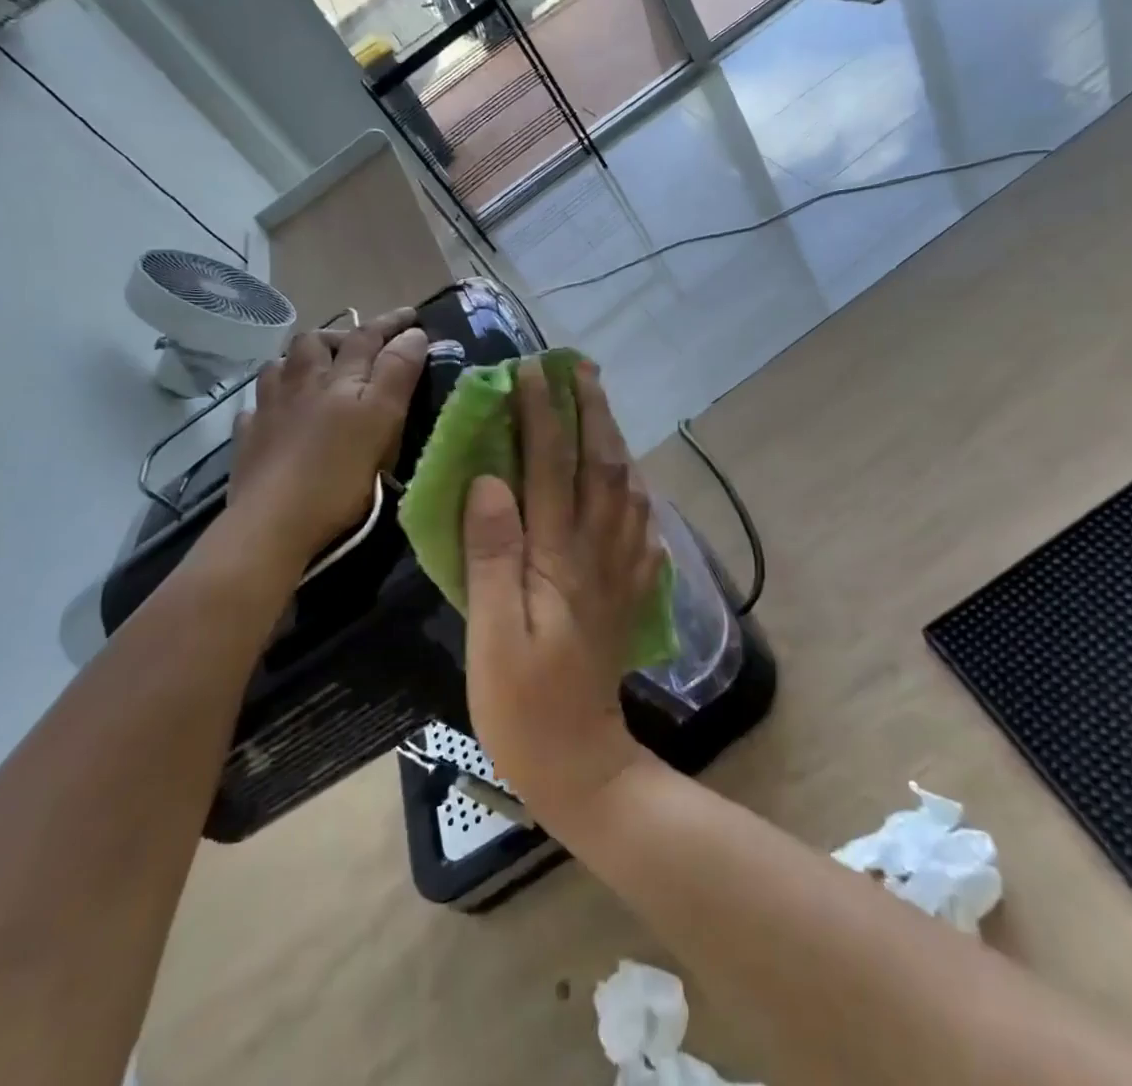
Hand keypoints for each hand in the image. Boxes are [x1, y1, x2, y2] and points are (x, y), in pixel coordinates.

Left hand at [221, 308, 427, 581]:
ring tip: (314, 371)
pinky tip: (276, 413)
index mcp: (338, 379)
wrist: (273, 524)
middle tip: (358, 344)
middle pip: (314, 343)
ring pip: (279, 368)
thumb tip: (413, 334)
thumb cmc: (338, 474)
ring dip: (299, 361)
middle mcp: (300, 384)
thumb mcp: (382, 420)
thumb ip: (397, 373)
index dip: (391, 323)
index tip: (413, 315)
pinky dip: (270, 402)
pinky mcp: (248, 441)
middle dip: (338, 335)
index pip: (367, 336)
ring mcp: (267, 411)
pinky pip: (256, 409)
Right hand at [462, 359, 664, 830]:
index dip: (543, 415)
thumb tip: (490, 481)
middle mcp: (598, 552)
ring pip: (627, 488)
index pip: (552, 467)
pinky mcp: (629, 592)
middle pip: (601, 465)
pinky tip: (631, 481)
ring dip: (614, 439)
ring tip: (603, 407)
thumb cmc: (521, 706)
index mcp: (559, 557)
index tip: (531, 372)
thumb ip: (492, 555)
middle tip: (581, 369)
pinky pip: (641, 525)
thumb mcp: (490, 634)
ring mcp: (620, 570)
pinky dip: (635, 490)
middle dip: (591, 411)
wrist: (583, 763)